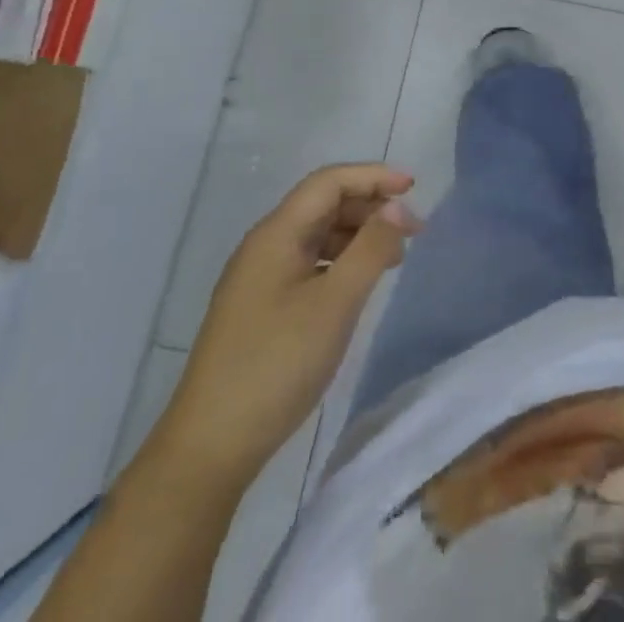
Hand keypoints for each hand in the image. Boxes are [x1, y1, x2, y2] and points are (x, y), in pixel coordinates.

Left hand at [166, 164, 421, 476]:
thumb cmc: (276, 364)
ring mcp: (259, 277)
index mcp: (276, 234)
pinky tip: (358, 285)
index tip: (414, 188)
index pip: (329, 182)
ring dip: (357, 236)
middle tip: (412, 231)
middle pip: (323, 204)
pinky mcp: (260, 307)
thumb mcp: (335, 303)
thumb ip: (370, 248)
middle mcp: (265, 245)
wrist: (209, 448)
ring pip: (317, 235)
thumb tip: (397, 205)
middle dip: (370, 207)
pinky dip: (340, 262)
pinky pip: (308, 263)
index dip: (373, 176)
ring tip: (394, 259)